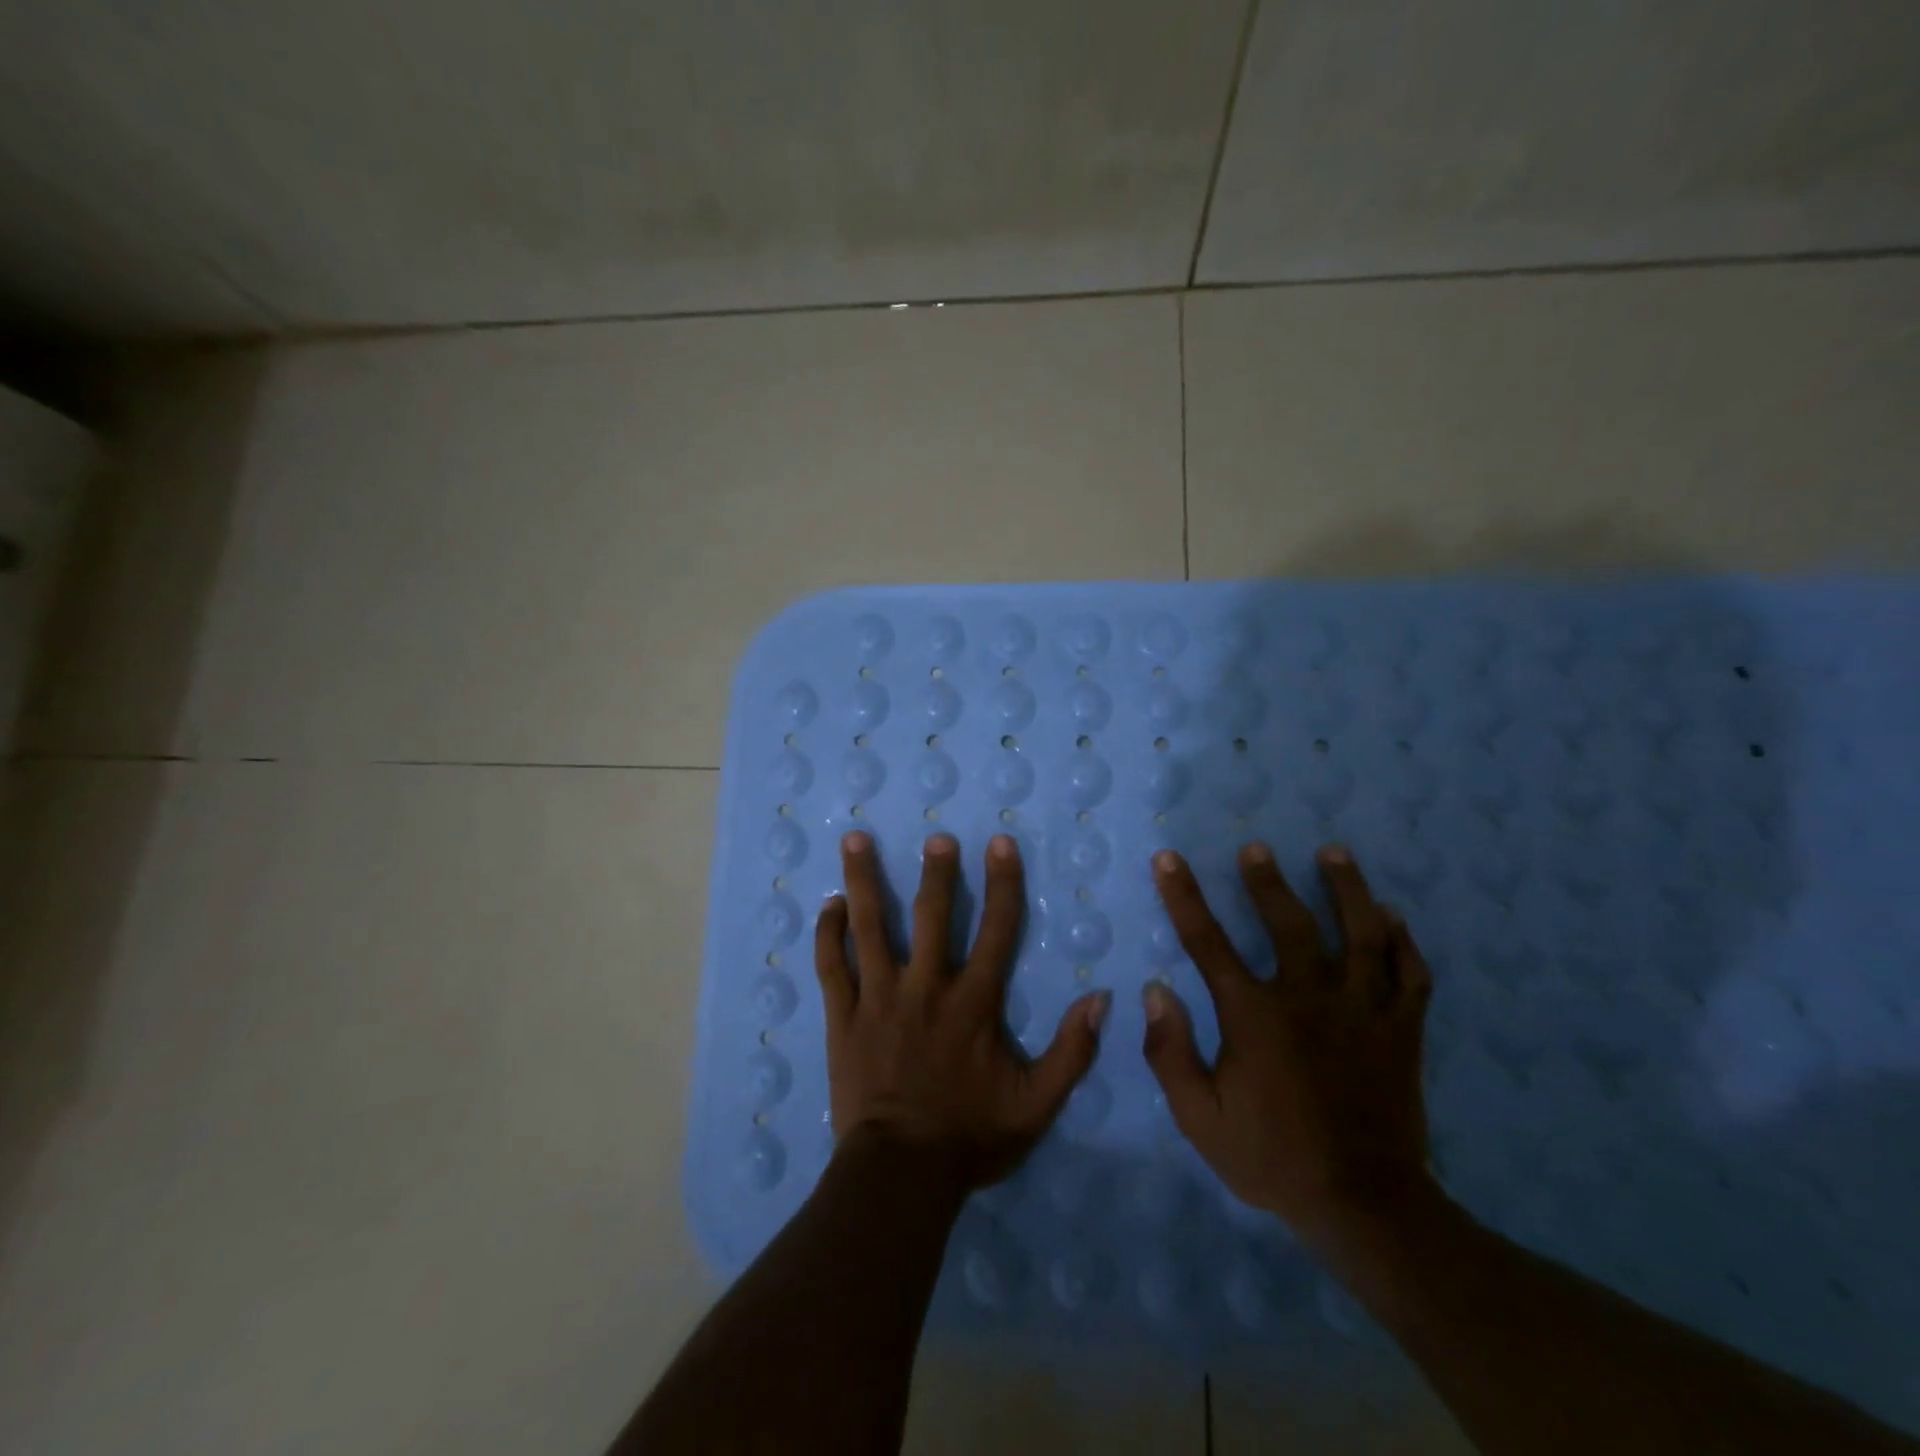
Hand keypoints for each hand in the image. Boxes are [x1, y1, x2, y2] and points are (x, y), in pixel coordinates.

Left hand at [814, 831, 1110, 1189]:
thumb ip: (1072, 1052)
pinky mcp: (843, 1016)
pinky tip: (828, 905)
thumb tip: (1101, 999)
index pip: (997, 929)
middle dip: (935, 872)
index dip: (1003, 883)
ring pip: (870, 927)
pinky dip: (828, 933)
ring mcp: (879, 998)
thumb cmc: (970, 1136)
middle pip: (931, 915)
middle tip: (936, 837)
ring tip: (856, 839)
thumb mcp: (1036, 1104)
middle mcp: (926, 987)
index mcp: (973, 1002)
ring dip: (864, 881)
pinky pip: (832, 965)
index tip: (1000, 843)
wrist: (900, 1175)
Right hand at [1142, 842, 1434, 1244]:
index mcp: (1255, 1015)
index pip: (1208, 941)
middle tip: (1257, 848)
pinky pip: (1410, 974)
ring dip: (1347, 889)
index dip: (1184, 896)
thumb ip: (1170, 1053)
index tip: (1169, 859)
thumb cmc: (1271, 1157)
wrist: (1364, 1207)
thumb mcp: (1199, 1118)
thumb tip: (1155, 991)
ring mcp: (1363, 1011)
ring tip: (1335, 853)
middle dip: (1268, 880)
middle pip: (1289, 922)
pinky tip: (1393, 917)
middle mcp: (1309, 998)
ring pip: (1360, 934)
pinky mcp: (1402, 1031)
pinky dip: (1403, 941)